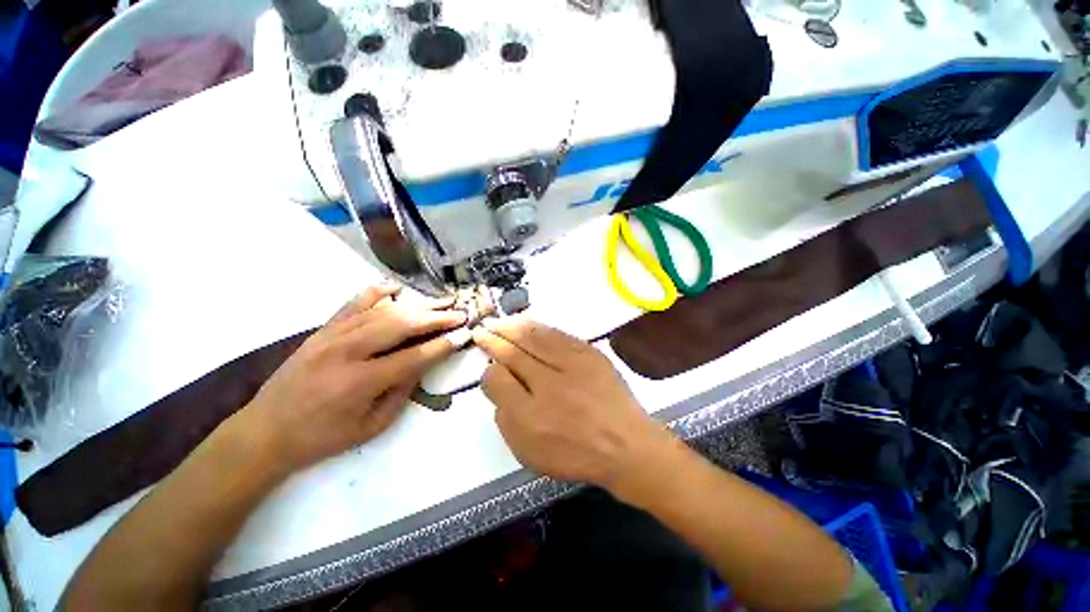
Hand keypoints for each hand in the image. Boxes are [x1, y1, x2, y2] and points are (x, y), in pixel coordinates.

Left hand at [239, 285, 467, 473]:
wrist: (264, 432)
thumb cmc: (322, 437)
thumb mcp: (371, 426)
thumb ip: (402, 392)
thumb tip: (423, 363)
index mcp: (360, 382)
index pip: (414, 356)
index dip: (443, 345)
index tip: (465, 334)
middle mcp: (347, 352)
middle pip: (401, 325)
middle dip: (436, 318)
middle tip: (459, 314)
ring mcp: (332, 336)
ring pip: (383, 311)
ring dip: (417, 305)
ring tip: (441, 302)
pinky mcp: (322, 330)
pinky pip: (353, 304)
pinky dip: (377, 292)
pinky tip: (397, 288)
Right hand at [472, 317, 674, 489]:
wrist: (626, 444)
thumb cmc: (576, 454)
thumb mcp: (531, 453)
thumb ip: (506, 420)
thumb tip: (499, 384)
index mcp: (529, 416)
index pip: (496, 379)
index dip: (489, 369)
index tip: (489, 365)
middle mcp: (547, 385)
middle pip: (512, 353)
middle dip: (493, 339)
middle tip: (482, 331)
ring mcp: (571, 365)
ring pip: (533, 337)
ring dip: (511, 327)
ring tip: (499, 322)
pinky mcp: (589, 353)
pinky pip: (557, 334)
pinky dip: (538, 327)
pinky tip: (526, 323)